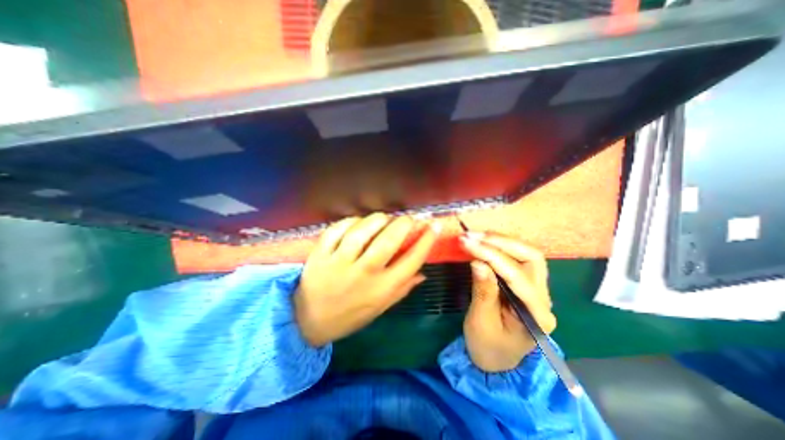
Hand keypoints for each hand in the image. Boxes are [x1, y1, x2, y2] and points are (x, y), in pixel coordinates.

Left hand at [296, 213, 438, 346]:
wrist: (308, 321)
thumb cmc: (350, 316)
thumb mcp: (380, 308)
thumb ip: (402, 289)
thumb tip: (423, 273)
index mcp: (381, 289)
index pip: (412, 260)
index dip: (426, 241)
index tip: (434, 226)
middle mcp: (364, 273)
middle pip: (389, 241)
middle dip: (404, 223)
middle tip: (409, 218)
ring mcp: (340, 262)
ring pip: (363, 231)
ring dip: (378, 219)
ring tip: (384, 219)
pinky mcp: (321, 254)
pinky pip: (338, 229)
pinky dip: (351, 221)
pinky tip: (358, 222)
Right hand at [458, 233, 553, 372]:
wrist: (496, 361)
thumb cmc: (488, 347)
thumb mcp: (480, 322)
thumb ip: (483, 292)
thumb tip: (478, 262)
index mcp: (536, 314)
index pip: (516, 275)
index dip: (491, 255)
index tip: (467, 242)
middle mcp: (543, 298)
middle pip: (531, 258)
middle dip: (501, 242)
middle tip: (473, 236)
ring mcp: (537, 290)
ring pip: (526, 255)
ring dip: (500, 241)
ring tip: (476, 236)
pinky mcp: (525, 285)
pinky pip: (517, 259)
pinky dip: (499, 247)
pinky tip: (483, 243)